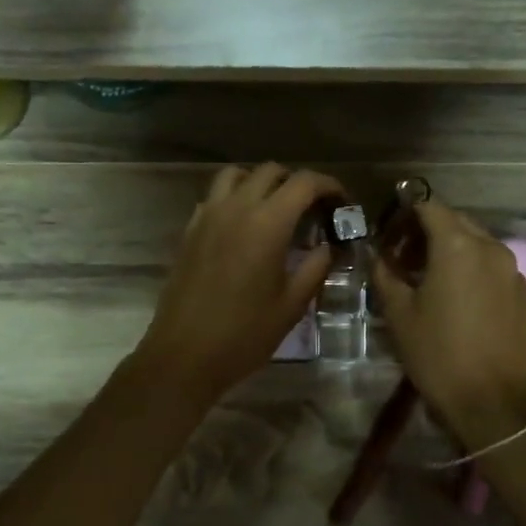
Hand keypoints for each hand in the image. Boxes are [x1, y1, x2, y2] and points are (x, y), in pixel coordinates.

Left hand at [135, 163, 343, 404]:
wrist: (184, 355)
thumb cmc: (244, 334)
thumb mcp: (292, 305)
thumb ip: (315, 267)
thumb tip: (328, 247)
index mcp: (267, 223)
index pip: (304, 182)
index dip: (329, 185)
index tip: (342, 202)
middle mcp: (236, 208)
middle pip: (270, 171)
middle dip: (297, 182)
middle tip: (313, 208)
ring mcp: (207, 216)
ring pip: (236, 175)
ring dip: (261, 182)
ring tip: (276, 208)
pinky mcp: (189, 231)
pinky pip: (214, 197)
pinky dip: (234, 198)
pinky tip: (244, 226)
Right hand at [372, 201, 525, 449]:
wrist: (494, 402)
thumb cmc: (438, 354)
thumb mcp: (400, 315)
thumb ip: (386, 275)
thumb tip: (378, 255)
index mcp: (458, 246)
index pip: (430, 207)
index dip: (406, 213)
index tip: (390, 232)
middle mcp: (491, 248)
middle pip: (457, 223)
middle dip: (430, 231)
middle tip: (406, 256)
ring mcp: (515, 271)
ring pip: (479, 246)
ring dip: (455, 251)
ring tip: (433, 279)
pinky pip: (496, 270)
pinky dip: (476, 272)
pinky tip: (463, 300)